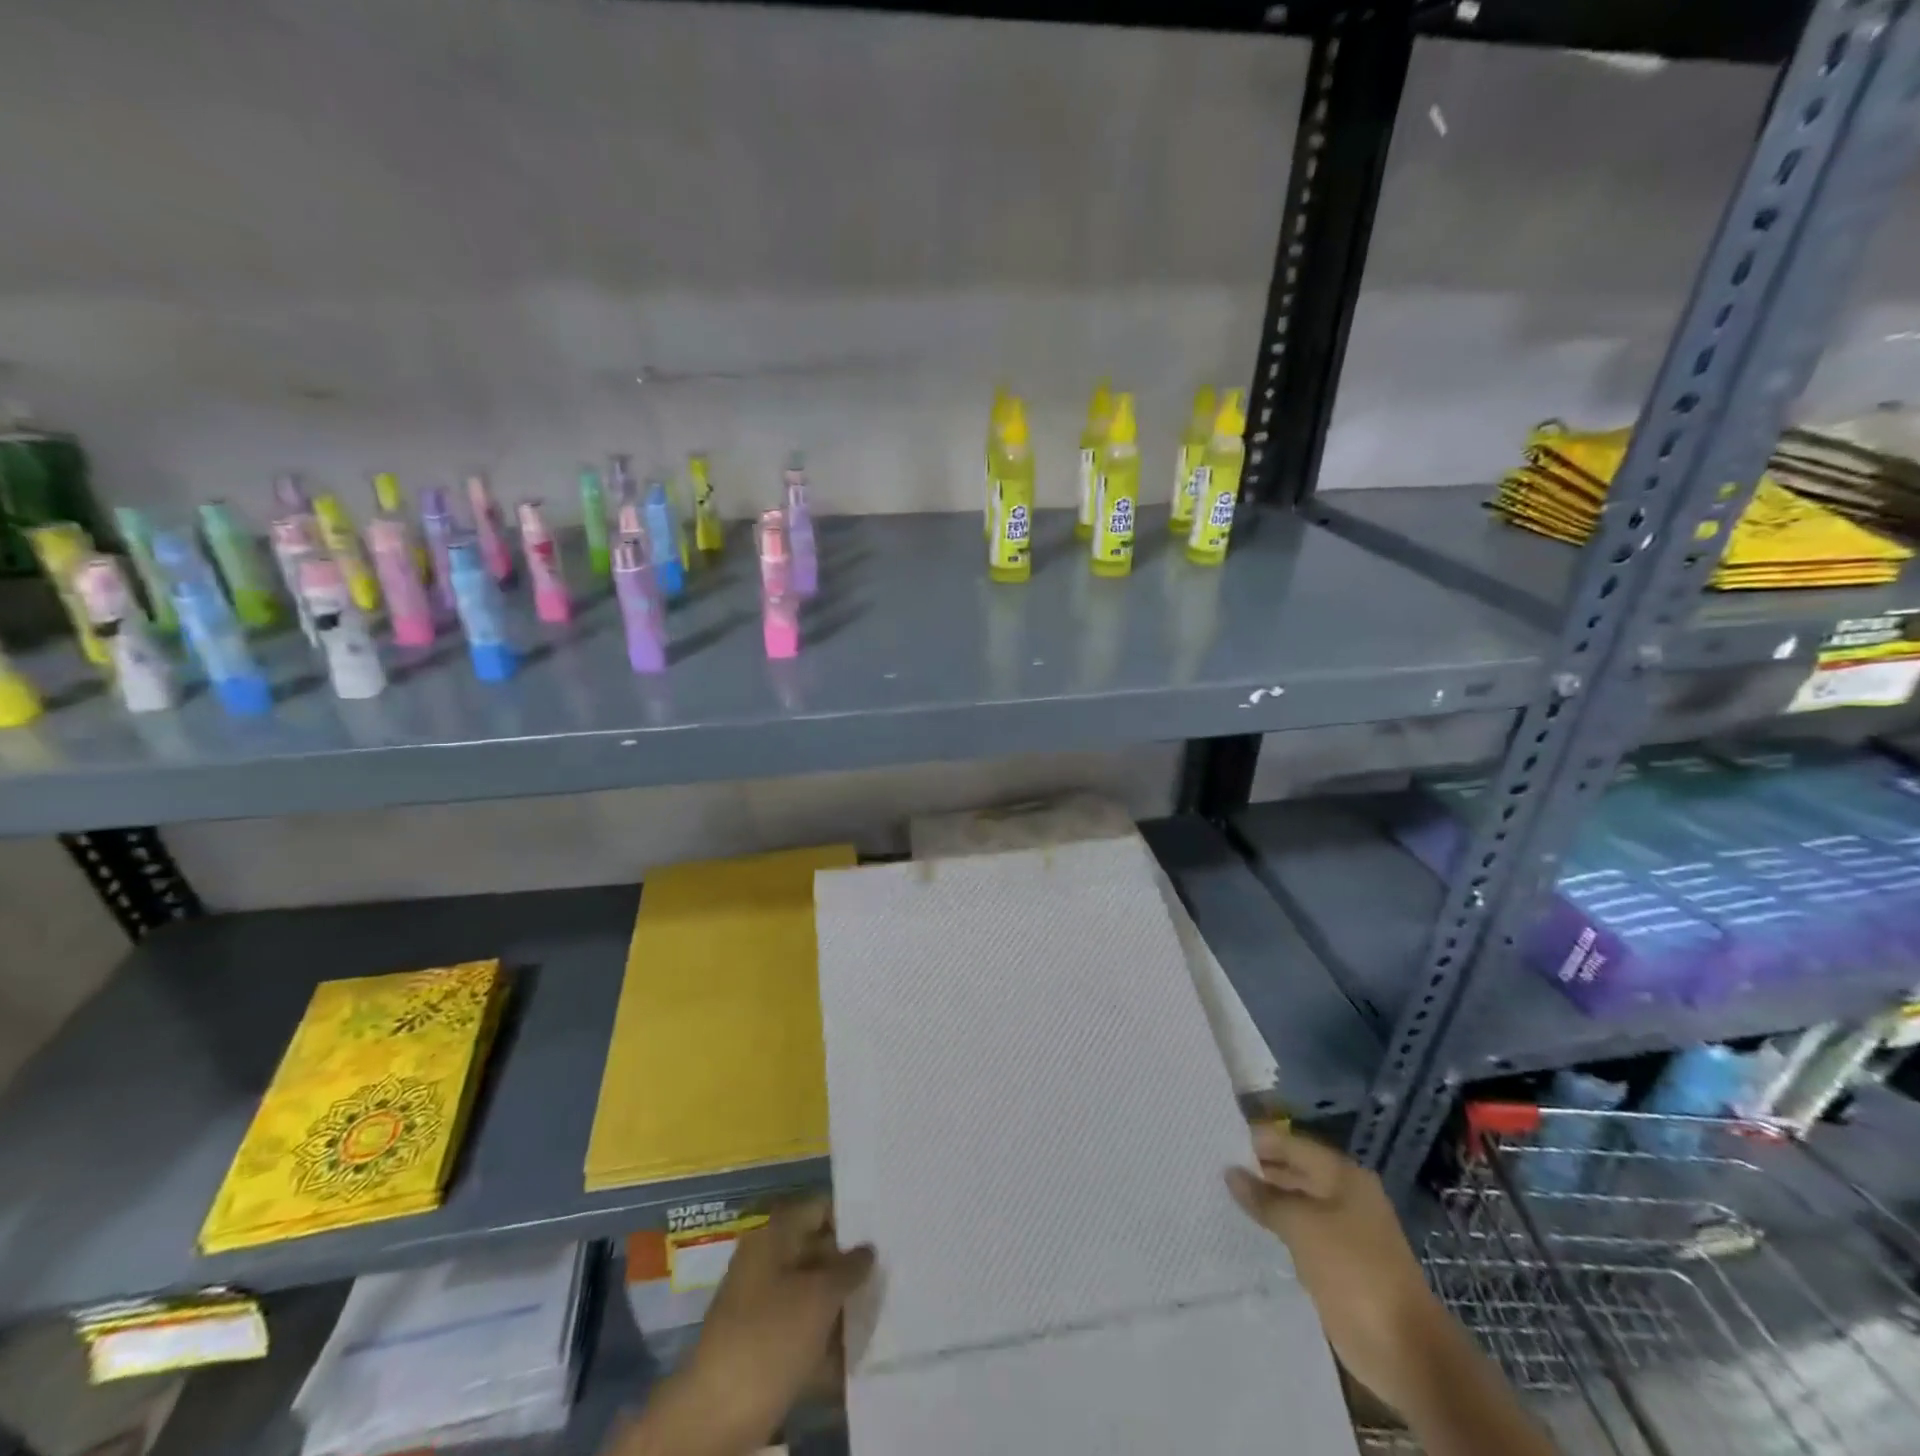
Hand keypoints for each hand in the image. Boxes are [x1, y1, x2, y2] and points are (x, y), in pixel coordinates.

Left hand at [619, 1197, 873, 1455]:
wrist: (716, 1416)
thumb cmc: (770, 1338)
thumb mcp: (819, 1297)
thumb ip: (849, 1268)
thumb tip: (868, 1249)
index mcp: (774, 1236)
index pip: (819, 1208)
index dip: (852, 1215)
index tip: (885, 1226)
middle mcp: (767, 1263)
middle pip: (817, 1251)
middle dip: (851, 1263)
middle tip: (892, 1267)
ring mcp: (763, 1306)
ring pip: (812, 1293)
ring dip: (842, 1303)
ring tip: (883, 1306)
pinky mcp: (764, 1346)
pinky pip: (803, 1330)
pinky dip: (826, 1338)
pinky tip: (857, 1347)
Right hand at [1226, 1123, 1447, 1414]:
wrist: (1405, 1351)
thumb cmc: (1354, 1271)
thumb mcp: (1302, 1226)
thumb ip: (1264, 1197)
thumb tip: (1231, 1172)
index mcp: (1343, 1176)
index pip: (1291, 1144)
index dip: (1256, 1141)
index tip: (1214, 1139)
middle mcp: (1345, 1196)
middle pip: (1293, 1172)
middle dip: (1256, 1172)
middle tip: (1209, 1168)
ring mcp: (1344, 1232)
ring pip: (1295, 1206)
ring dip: (1264, 1204)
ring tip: (1218, 1196)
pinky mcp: (1338, 1264)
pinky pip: (1300, 1236)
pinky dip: (1276, 1232)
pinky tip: (1245, 1232)